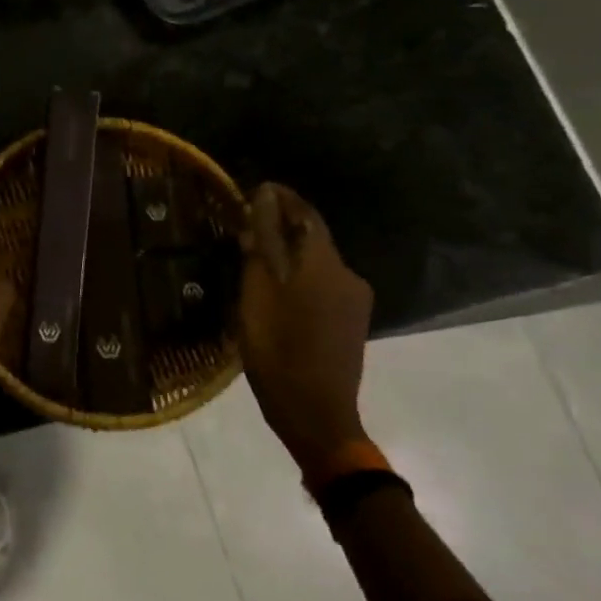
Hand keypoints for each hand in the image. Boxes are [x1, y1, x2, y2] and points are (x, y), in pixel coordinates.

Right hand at [236, 183, 373, 470]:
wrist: (316, 412)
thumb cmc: (277, 348)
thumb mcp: (257, 292)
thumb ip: (262, 243)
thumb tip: (263, 199)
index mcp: (323, 263)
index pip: (304, 214)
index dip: (281, 198)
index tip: (256, 188)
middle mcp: (347, 274)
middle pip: (312, 238)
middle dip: (281, 226)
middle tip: (245, 226)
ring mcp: (354, 301)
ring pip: (317, 262)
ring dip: (289, 253)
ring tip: (254, 259)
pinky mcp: (352, 323)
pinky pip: (322, 285)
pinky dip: (299, 277)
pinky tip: (276, 291)